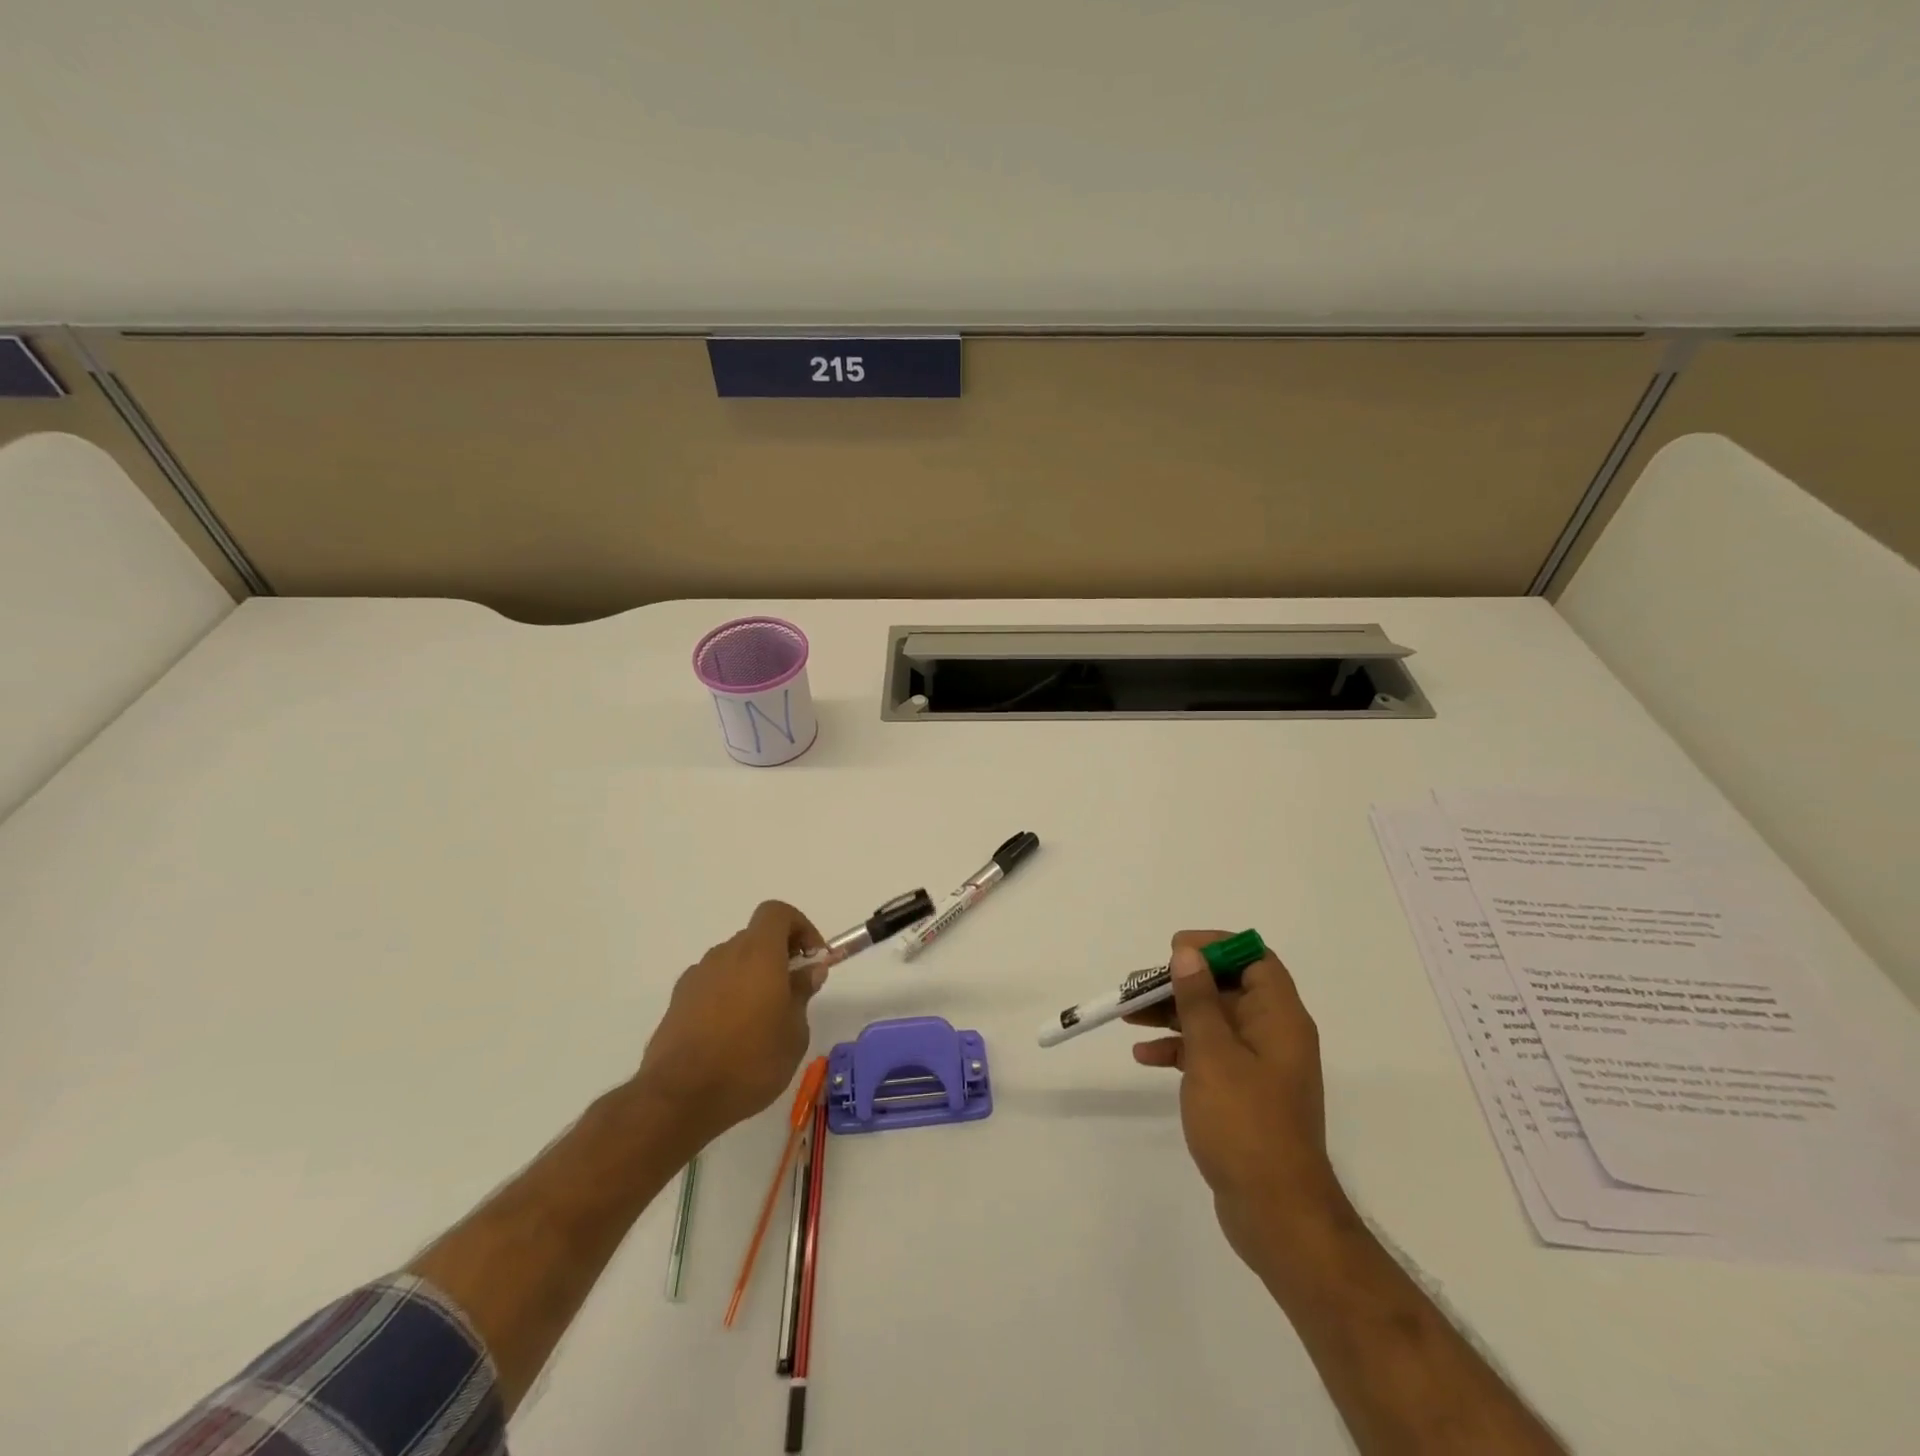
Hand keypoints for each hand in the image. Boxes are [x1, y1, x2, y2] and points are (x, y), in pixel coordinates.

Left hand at [635, 901, 827, 1148]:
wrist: (679, 1098)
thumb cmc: (750, 1061)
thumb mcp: (794, 1033)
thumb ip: (802, 994)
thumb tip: (808, 971)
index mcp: (758, 954)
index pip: (777, 913)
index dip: (800, 927)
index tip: (812, 959)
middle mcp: (725, 955)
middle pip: (756, 938)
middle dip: (779, 956)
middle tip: (793, 992)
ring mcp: (697, 977)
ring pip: (733, 962)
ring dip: (752, 977)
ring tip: (762, 1021)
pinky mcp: (678, 1001)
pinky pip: (712, 985)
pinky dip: (727, 995)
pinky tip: (731, 1035)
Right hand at [1129, 930, 1351, 1275]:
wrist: (1276, 1213)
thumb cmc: (1246, 1123)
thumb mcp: (1213, 1053)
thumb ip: (1197, 999)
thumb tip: (1187, 953)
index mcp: (1279, 1017)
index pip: (1253, 958)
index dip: (1215, 947)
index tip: (1174, 951)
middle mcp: (1274, 1034)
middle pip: (1226, 988)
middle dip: (1181, 982)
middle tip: (1137, 986)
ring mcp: (1259, 1066)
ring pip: (1213, 1021)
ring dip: (1172, 1014)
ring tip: (1128, 1015)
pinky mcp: (1243, 1093)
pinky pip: (1209, 1055)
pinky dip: (1179, 1050)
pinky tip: (1144, 1056)